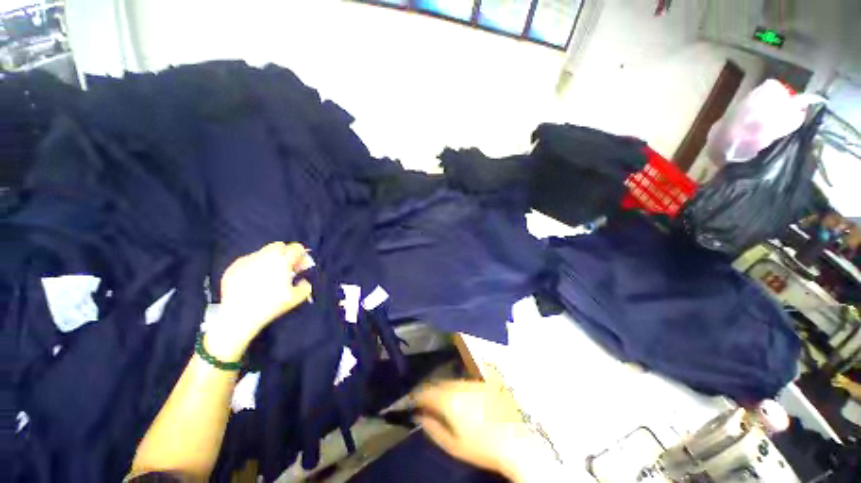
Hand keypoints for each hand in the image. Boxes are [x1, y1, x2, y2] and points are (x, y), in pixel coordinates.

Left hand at [205, 242, 312, 359]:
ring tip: (267, 276)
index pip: (296, 248)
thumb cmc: (271, 305)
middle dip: (284, 253)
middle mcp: (265, 256)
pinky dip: (254, 267)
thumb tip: (303, 280)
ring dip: (269, 260)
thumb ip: (306, 286)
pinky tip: (253, 281)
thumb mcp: (296, 298)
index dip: (301, 255)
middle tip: (285, 268)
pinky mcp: (234, 267)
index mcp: (282, 261)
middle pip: (278, 246)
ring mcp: (247, 260)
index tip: (300, 266)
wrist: (239, 316)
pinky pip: (248, 261)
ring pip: (262, 253)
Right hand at [413, 380, 545, 481]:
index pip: (426, 392)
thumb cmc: (482, 447)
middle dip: (432, 390)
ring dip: (447, 385)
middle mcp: (460, 384)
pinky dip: (466, 374)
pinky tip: (467, 381)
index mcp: (449, 400)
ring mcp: (476, 379)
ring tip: (447, 395)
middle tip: (429, 399)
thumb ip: (432, 428)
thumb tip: (419, 416)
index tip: (413, 401)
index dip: (417, 396)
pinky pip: (473, 370)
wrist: (515, 443)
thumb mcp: (453, 445)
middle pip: (440, 383)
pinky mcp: (489, 379)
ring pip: (455, 378)